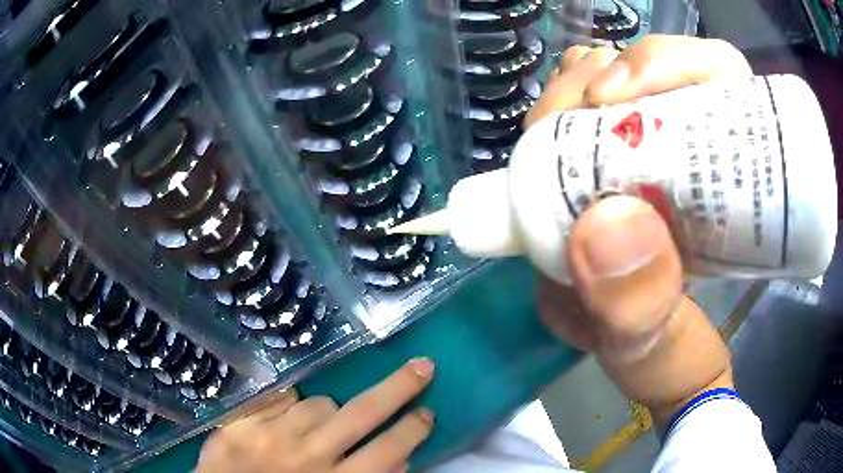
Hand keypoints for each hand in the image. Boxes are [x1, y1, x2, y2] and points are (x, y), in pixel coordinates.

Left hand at [195, 358, 434, 472]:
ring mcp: (269, 436)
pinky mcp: (239, 423)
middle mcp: (306, 458)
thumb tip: (399, 458)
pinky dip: (289, 407)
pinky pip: (280, 398)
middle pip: (362, 413)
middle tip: (422, 367)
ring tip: (315, 429)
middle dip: (398, 388)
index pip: (387, 451)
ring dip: (326, 411)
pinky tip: (282, 423)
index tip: (427, 413)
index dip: (412, 430)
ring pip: (318, 402)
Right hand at [529, 36, 751, 430]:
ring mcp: (663, 154)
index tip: (609, 96)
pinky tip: (550, 130)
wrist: (651, 370)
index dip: (665, 62)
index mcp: (734, 182)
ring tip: (547, 130)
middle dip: (597, 80)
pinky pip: (593, 112)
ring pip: (618, 82)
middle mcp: (701, 153)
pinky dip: (564, 107)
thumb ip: (642, 304)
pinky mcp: (628, 167)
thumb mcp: (656, 349)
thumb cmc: (671, 362)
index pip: (716, 75)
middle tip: (558, 123)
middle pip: (655, 71)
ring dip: (574, 90)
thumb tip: (605, 224)